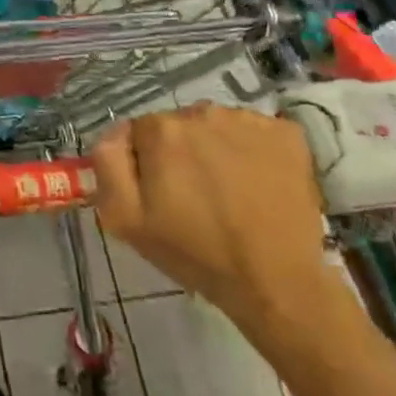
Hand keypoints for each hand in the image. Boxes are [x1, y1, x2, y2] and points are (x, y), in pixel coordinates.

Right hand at [92, 104, 332, 336]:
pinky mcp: (287, 134)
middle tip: (195, 198)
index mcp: (162, 130)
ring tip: (229, 193)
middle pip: (179, 126)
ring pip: (217, 127)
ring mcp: (249, 120)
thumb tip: (114, 135)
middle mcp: (203, 112)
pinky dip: (253, 151)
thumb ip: (107, 165)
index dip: (146, 164)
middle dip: (181, 154)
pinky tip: (258, 184)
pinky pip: (255, 132)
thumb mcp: (126, 219)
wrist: (277, 284)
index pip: (140, 132)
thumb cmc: (195, 253)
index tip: (162, 195)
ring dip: (216, 150)